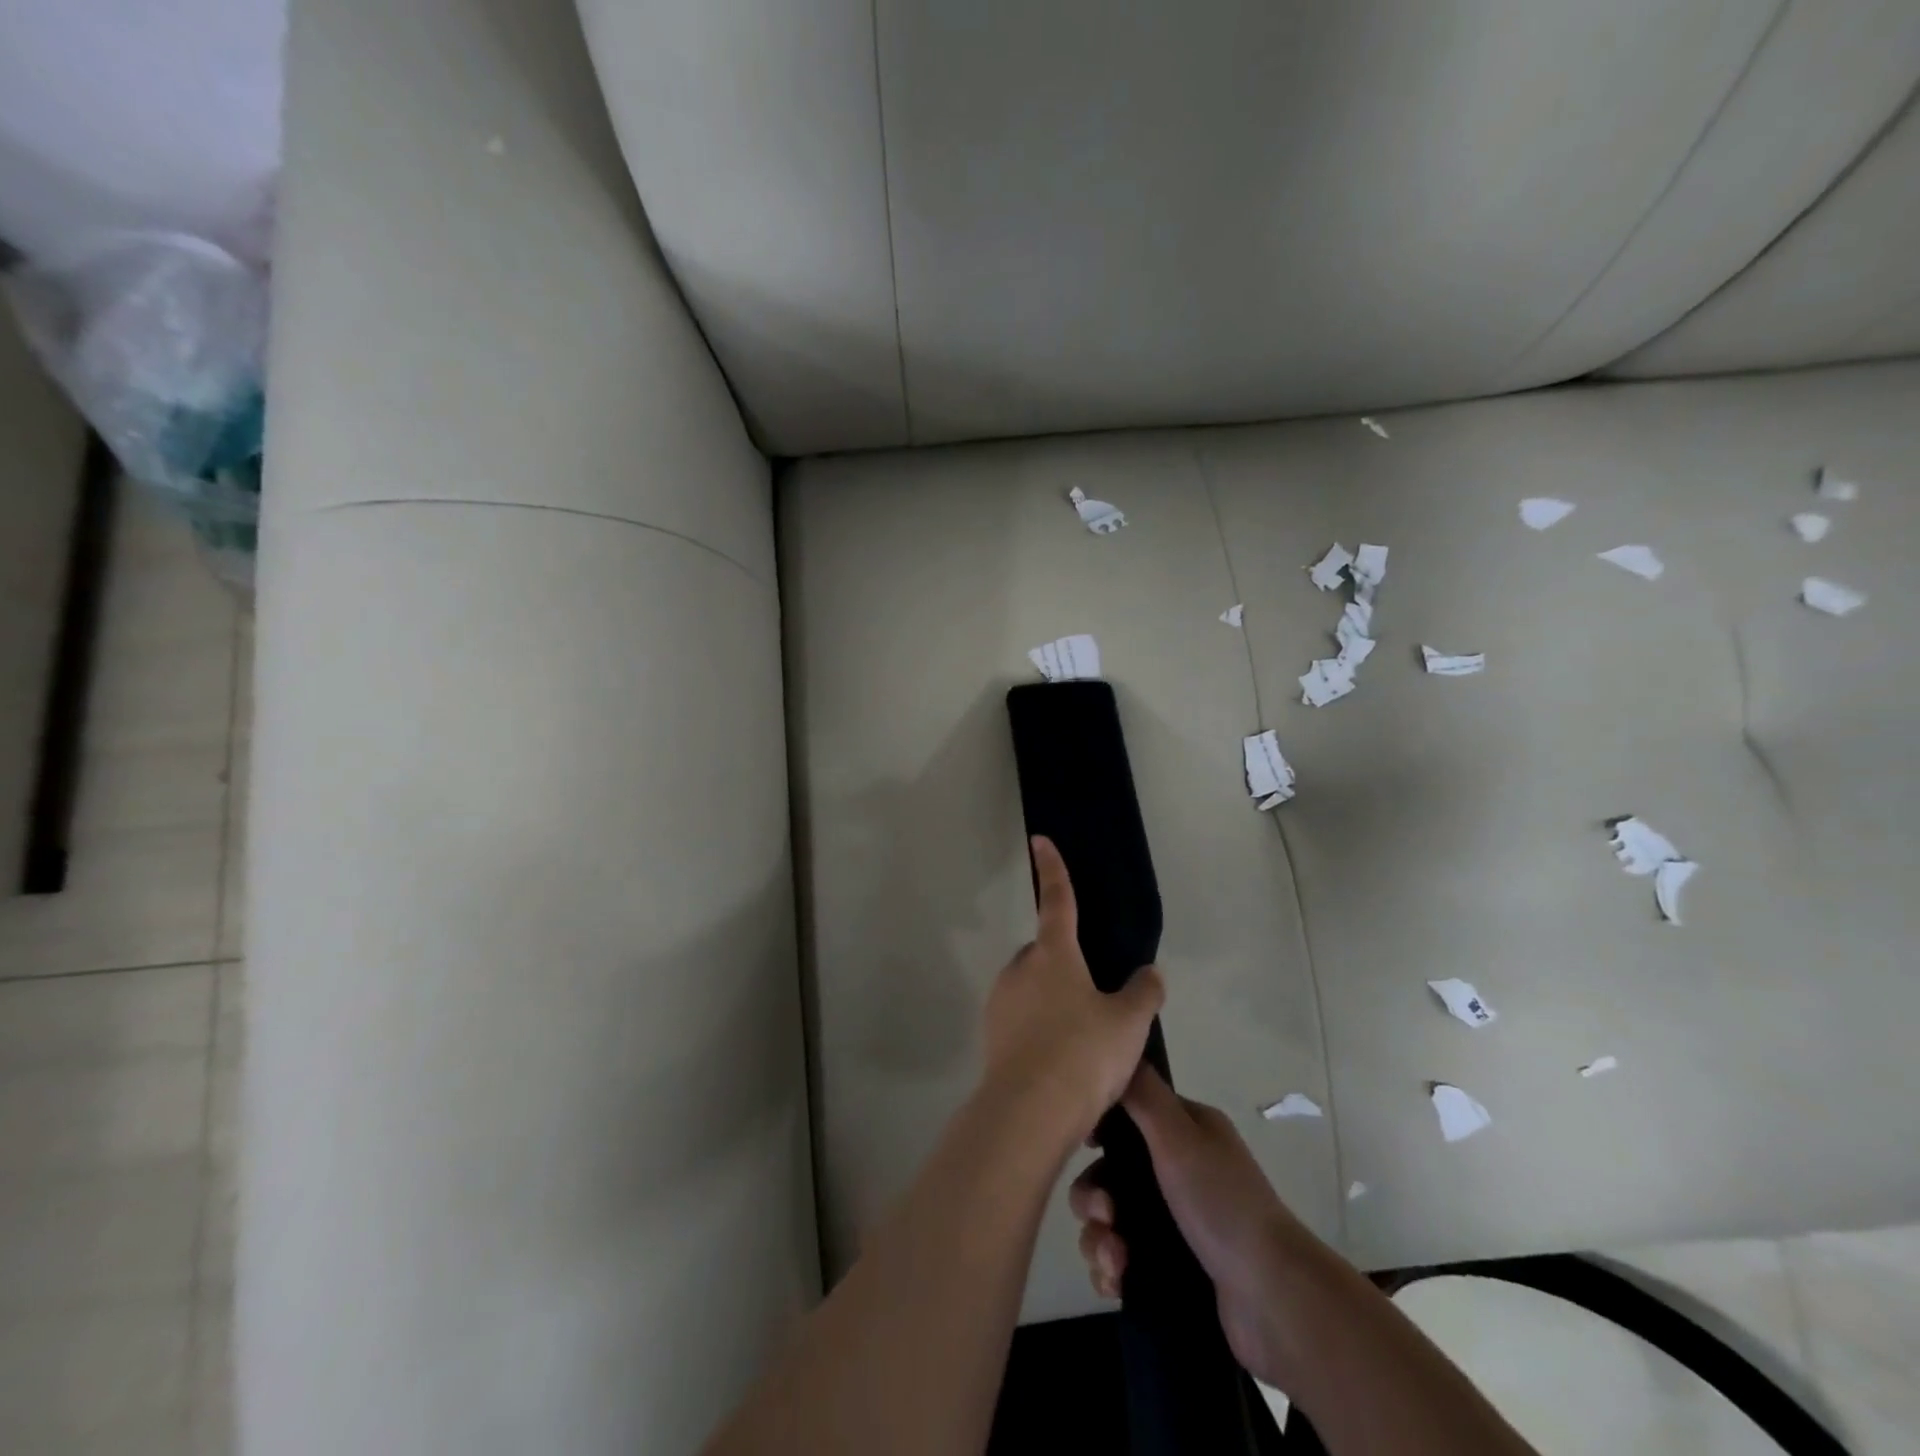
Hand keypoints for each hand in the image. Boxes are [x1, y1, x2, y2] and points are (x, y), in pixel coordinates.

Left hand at [979, 837, 1164, 1146]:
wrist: (1028, 1113)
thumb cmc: (1083, 1053)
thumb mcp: (1129, 1023)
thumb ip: (1143, 993)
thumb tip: (1149, 974)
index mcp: (1053, 954)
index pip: (1057, 899)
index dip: (1053, 868)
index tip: (1039, 839)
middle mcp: (1020, 969)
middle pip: (1045, 953)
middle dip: (1065, 966)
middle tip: (1095, 1003)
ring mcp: (1000, 1002)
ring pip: (1032, 990)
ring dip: (1053, 1003)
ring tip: (1084, 1046)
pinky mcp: (991, 1035)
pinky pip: (1022, 1022)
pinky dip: (1040, 1033)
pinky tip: (1063, 1066)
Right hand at [1069, 1066, 1315, 1386]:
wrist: (1271, 1298)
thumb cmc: (1221, 1203)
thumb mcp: (1179, 1135)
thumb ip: (1143, 1094)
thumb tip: (1116, 1052)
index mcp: (1187, 1132)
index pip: (1130, 1115)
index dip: (1101, 1128)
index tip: (1084, 1145)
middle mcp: (1181, 1170)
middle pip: (1111, 1172)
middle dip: (1094, 1196)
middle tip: (1103, 1216)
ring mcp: (1176, 1222)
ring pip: (1111, 1219)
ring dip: (1099, 1238)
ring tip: (1113, 1260)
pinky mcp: (1171, 1267)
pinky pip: (1121, 1260)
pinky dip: (1111, 1268)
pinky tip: (1115, 1280)